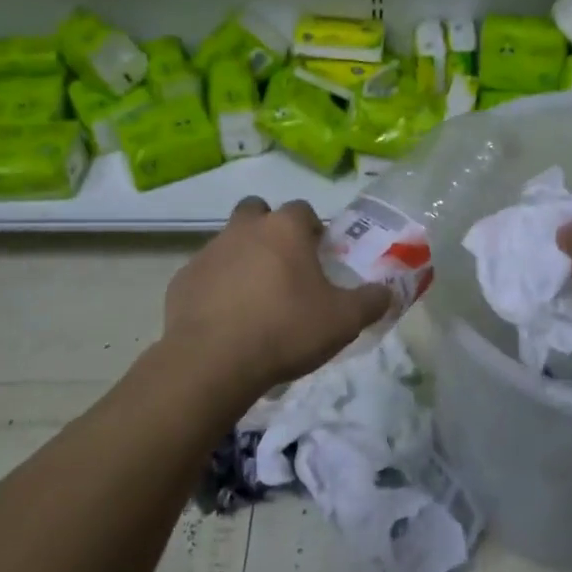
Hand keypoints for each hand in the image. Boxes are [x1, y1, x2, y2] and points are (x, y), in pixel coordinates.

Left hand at [164, 196, 391, 394]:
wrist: (213, 362)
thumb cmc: (286, 330)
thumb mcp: (343, 321)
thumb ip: (371, 301)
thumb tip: (388, 292)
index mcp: (284, 229)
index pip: (302, 209)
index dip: (313, 229)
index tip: (319, 255)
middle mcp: (244, 229)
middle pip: (257, 211)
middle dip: (269, 229)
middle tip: (284, 266)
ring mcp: (209, 252)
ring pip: (229, 241)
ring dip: (242, 259)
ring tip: (256, 299)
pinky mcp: (182, 280)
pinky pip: (206, 274)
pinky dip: (217, 287)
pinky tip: (227, 319)